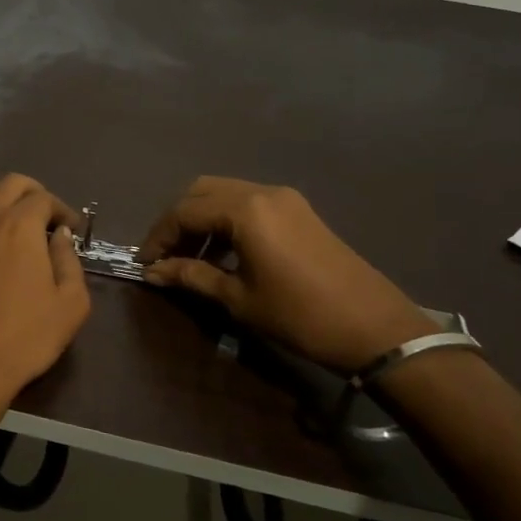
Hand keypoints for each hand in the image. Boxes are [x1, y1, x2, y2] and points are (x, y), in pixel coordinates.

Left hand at [0, 174, 92, 424]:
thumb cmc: (27, 335)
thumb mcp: (71, 303)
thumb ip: (69, 262)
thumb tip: (60, 237)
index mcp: (20, 226)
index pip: (43, 198)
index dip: (62, 209)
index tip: (73, 229)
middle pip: (10, 184)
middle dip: (34, 192)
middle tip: (49, 216)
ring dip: (3, 197)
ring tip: (19, 220)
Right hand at [140, 176, 436, 370]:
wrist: (376, 328)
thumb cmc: (300, 316)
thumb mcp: (238, 298)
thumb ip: (191, 276)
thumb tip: (153, 272)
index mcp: (245, 210)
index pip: (184, 211)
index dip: (158, 236)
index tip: (144, 263)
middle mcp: (262, 192)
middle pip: (201, 192)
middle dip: (177, 221)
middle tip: (165, 255)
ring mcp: (284, 198)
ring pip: (225, 193)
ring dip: (201, 219)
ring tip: (190, 257)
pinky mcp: (299, 210)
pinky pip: (248, 203)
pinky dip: (226, 220)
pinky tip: (223, 252)